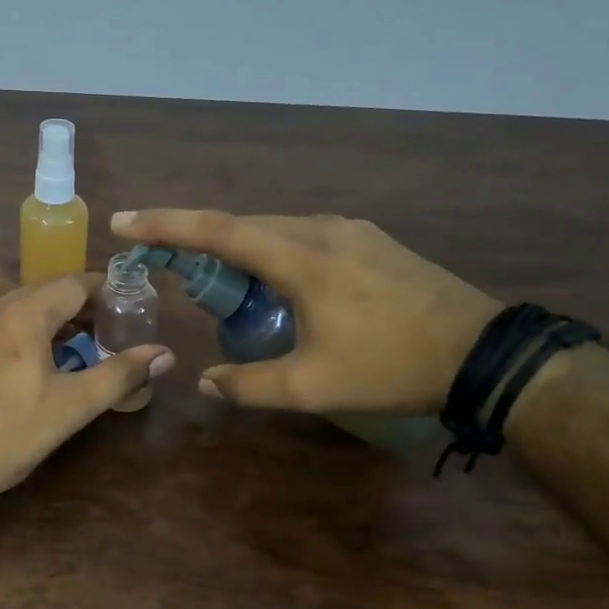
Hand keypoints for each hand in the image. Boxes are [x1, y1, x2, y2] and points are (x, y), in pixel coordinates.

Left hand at [0, 274, 173, 505]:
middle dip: (71, 303)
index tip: (122, 306)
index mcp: (23, 314)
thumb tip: (164, 354)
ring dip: (32, 310)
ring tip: (49, 342)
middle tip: (95, 331)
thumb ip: (119, 374)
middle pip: (38, 289)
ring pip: (3, 298)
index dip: (102, 290)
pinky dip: (2, 326)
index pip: (72, 283)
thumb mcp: (71, 407)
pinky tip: (7, 363)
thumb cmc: (7, 434)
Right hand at [110, 210, 498, 414]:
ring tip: (224, 285)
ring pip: (276, 231)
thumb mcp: (313, 387)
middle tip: (168, 264)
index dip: (166, 225)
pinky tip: (278, 285)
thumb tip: (205, 382)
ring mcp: (351, 231)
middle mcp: (321, 229)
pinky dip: (273, 254)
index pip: (218, 232)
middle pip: (243, 226)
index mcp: (301, 257)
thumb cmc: (391, 366)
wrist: (484, 354)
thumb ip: (249, 385)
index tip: (124, 221)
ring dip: (240, 251)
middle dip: (198, 241)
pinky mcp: (371, 241)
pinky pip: (304, 237)